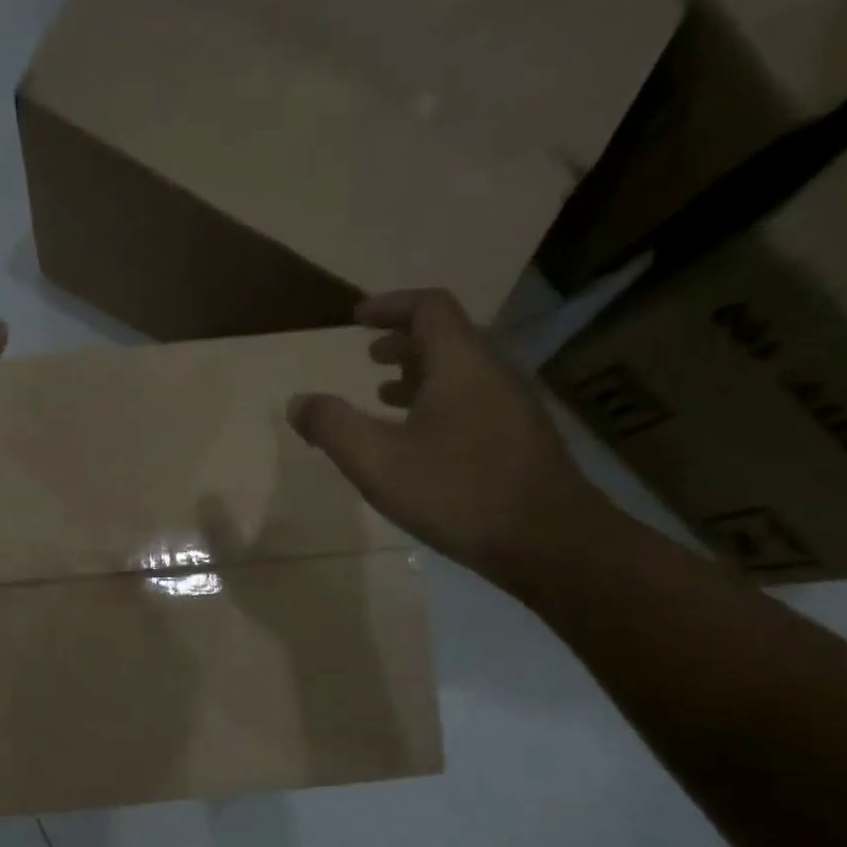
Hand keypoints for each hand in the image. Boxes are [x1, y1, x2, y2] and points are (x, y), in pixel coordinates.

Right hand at [288, 289, 611, 585]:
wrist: (548, 540)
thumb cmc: (457, 492)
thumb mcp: (377, 460)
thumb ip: (333, 426)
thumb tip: (298, 402)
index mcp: (461, 363)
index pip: (428, 308)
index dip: (390, 306)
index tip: (357, 318)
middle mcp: (493, 372)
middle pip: (448, 337)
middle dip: (403, 342)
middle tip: (369, 356)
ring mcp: (513, 406)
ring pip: (462, 372)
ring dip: (421, 375)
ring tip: (385, 397)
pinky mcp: (520, 438)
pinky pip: (474, 400)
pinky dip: (439, 402)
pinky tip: (420, 441)